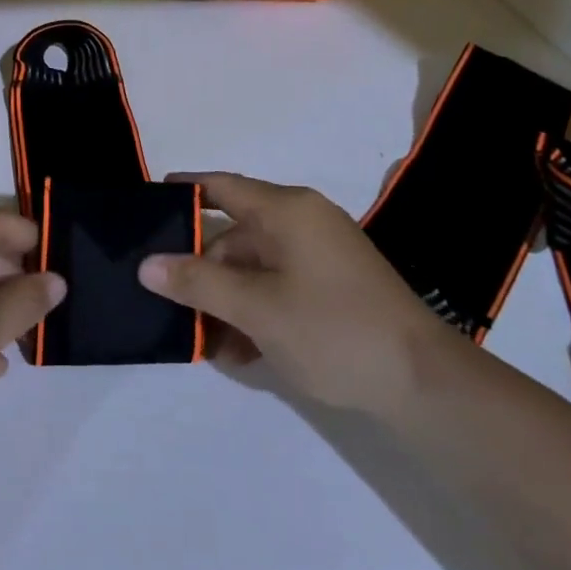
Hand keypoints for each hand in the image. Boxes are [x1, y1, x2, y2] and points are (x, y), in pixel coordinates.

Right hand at [139, 173, 446, 411]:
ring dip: (227, 300)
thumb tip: (146, 264)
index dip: (183, 190)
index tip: (147, 203)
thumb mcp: (255, 308)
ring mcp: (321, 254)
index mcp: (286, 210)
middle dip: (202, 270)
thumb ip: (197, 282)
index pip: (221, 186)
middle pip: (234, 234)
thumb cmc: (332, 330)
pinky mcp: (333, 284)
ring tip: (204, 342)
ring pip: (255, 267)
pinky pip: (279, 285)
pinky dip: (256, 310)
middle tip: (168, 302)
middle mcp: (303, 221)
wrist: (423, 383)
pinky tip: (240, 351)